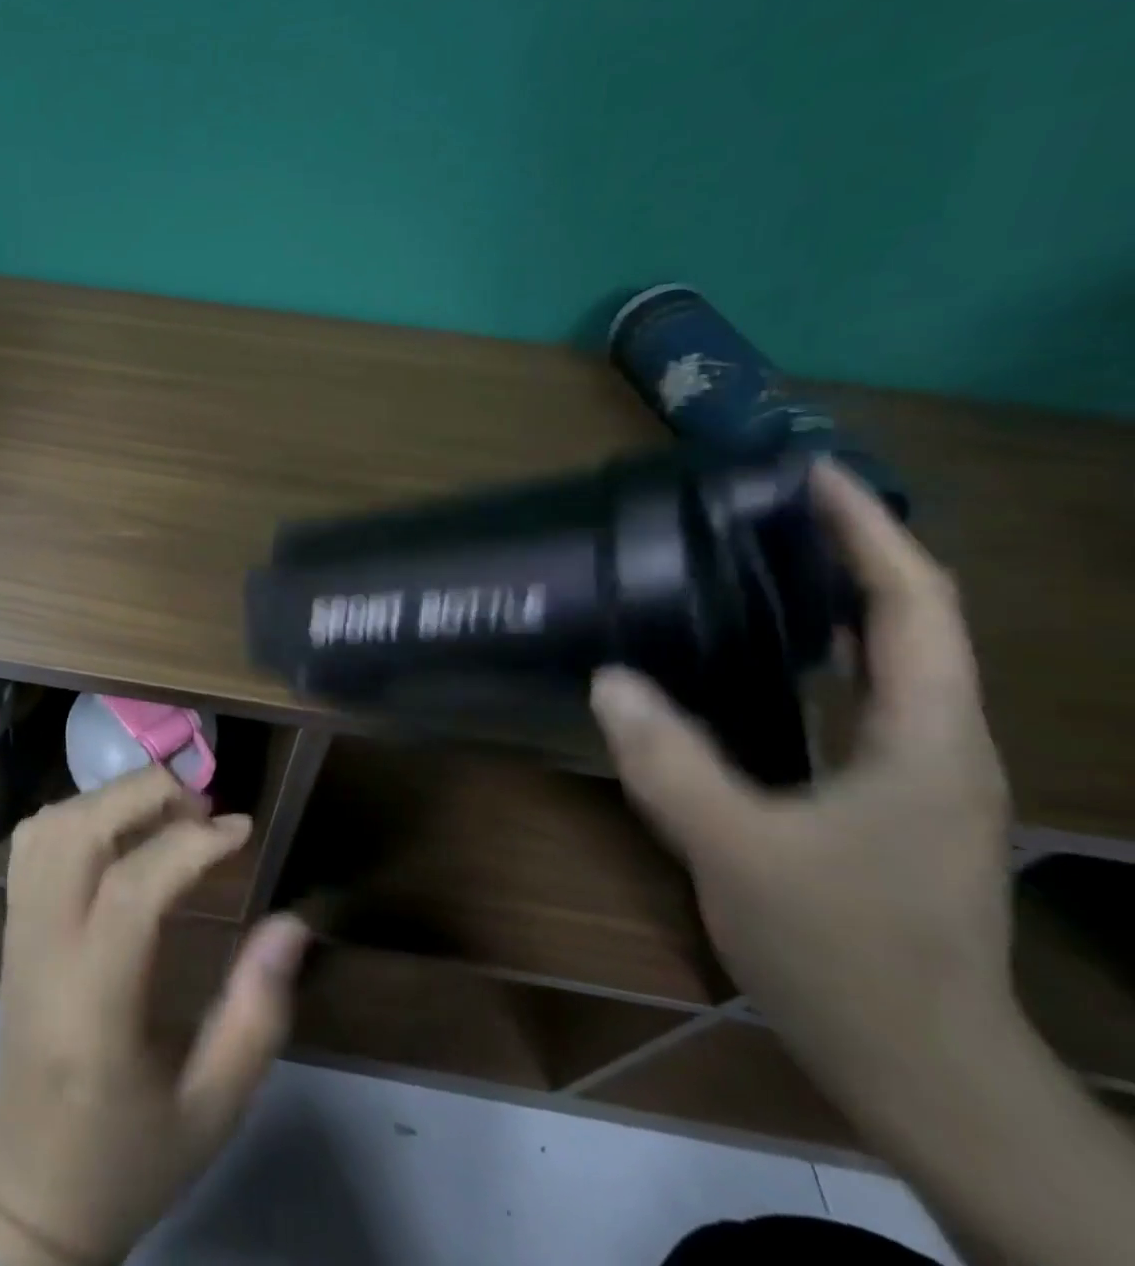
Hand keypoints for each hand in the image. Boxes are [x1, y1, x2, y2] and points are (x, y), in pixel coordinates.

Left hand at [0, 769, 311, 1265]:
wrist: (29, 1193)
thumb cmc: (129, 1155)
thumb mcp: (213, 1107)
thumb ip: (257, 1014)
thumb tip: (293, 922)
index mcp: (92, 1004)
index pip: (131, 889)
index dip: (191, 844)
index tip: (242, 828)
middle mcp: (43, 950)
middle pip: (77, 832)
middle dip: (143, 794)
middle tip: (203, 805)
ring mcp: (16, 933)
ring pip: (49, 826)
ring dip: (111, 799)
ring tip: (167, 813)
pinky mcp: (9, 928)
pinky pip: (32, 843)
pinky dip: (79, 814)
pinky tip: (120, 833)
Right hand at [589, 459, 1015, 1121]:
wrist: (918, 1068)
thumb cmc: (847, 955)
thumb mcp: (741, 852)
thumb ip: (671, 763)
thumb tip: (608, 680)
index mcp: (929, 739)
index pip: (917, 605)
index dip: (870, 532)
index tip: (811, 477)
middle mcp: (937, 745)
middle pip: (909, 623)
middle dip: (848, 555)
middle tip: (762, 515)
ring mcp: (915, 778)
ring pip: (882, 666)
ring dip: (830, 607)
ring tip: (751, 569)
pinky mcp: (883, 805)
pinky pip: (851, 707)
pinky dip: (812, 664)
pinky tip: (750, 665)